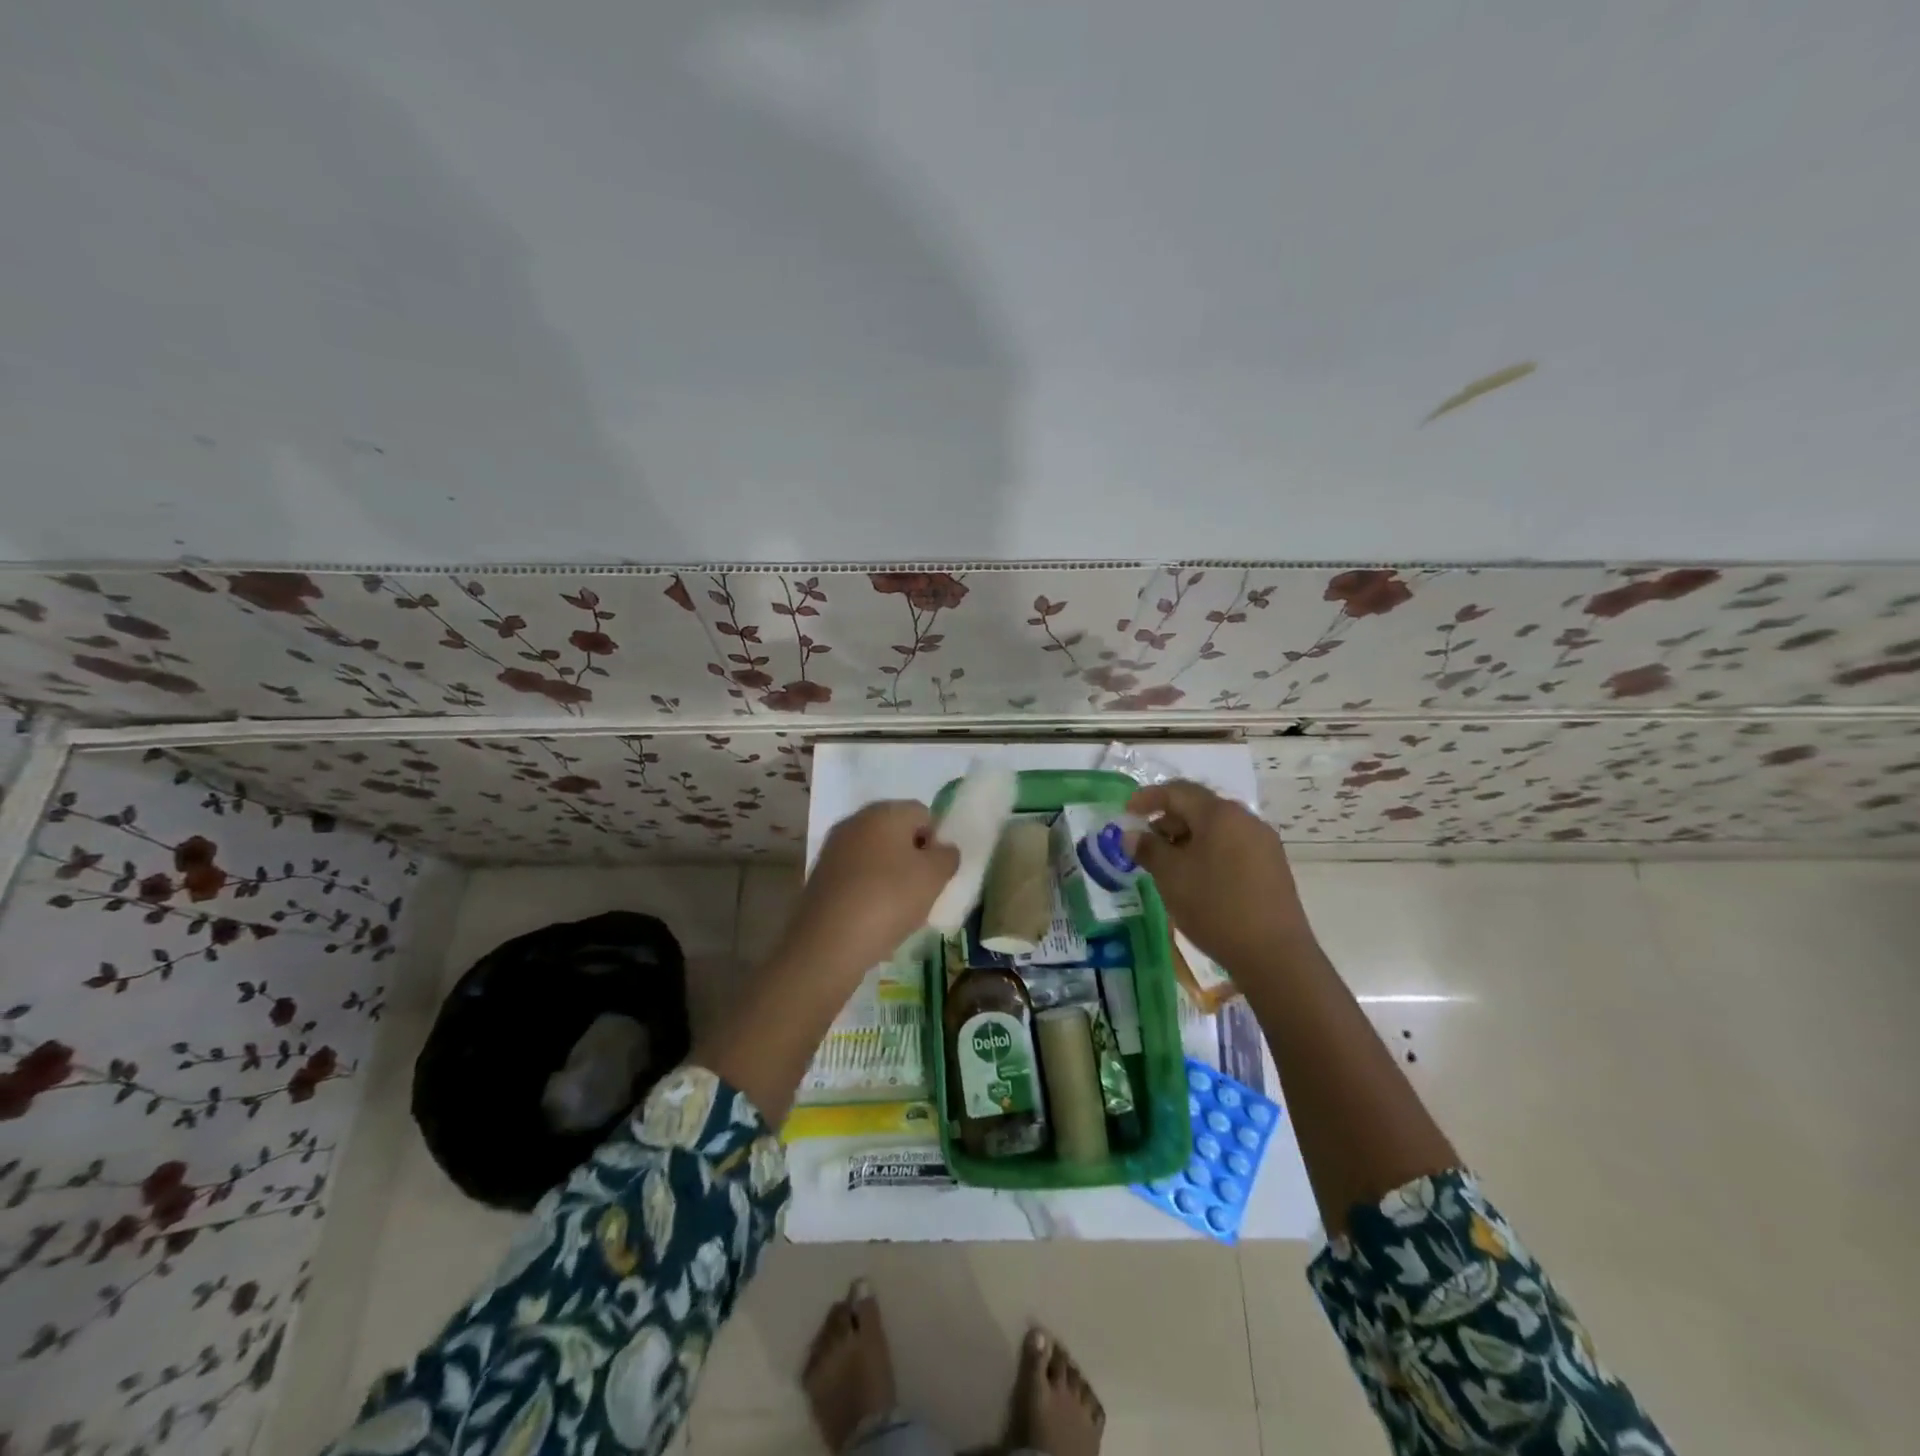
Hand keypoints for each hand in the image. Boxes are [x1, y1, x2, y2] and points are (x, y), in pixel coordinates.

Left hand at [775, 800, 958, 986]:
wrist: (828, 942)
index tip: (936, 872)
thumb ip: (947, 856)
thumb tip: (942, 849)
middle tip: (921, 890)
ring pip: (875, 855)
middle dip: (912, 858)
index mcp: (885, 811)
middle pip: (896, 833)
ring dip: (890, 874)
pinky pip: (855, 875)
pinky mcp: (819, 875)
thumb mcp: (934, 877)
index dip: (936, 841)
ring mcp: (833, 848)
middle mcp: (855, 821)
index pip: (923, 814)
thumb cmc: (889, 899)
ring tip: (898, 909)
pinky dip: (868, 889)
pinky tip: (872, 916)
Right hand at [1126, 781, 1316, 968]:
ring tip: (1169, 864)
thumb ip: (1148, 849)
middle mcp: (1246, 819)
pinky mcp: (1273, 866)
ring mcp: (1264, 843)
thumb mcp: (1171, 877)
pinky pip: (1233, 846)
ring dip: (1188, 838)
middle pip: (1200, 807)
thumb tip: (1131, 835)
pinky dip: (1209, 851)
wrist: (1274, 954)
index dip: (1148, 798)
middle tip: (1146, 843)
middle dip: (1168, 820)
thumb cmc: (1215, 906)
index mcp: (1220, 814)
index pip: (1178, 791)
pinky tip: (1197, 878)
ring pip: (1217, 828)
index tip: (1127, 812)